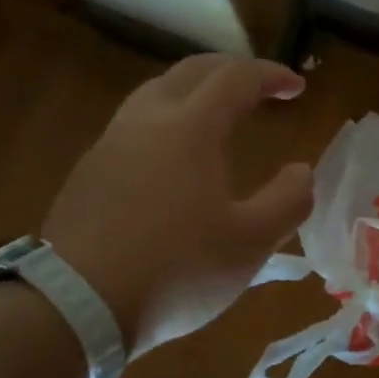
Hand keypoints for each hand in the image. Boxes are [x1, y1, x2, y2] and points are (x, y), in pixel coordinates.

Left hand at [42, 55, 312, 355]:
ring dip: (194, 91)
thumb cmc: (176, 270)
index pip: (236, 78)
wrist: (77, 306)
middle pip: (191, 72)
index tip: (297, 87)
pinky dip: (167, 121)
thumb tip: (301, 172)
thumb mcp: (251, 243)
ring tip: (218, 113)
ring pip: (156, 94)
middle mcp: (146, 121)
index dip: (271, 75)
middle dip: (231, 71)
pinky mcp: (88, 173)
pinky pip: (134, 126)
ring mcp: (110, 144)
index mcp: (190, 128)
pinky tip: (174, 158)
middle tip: (260, 86)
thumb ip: (287, 201)